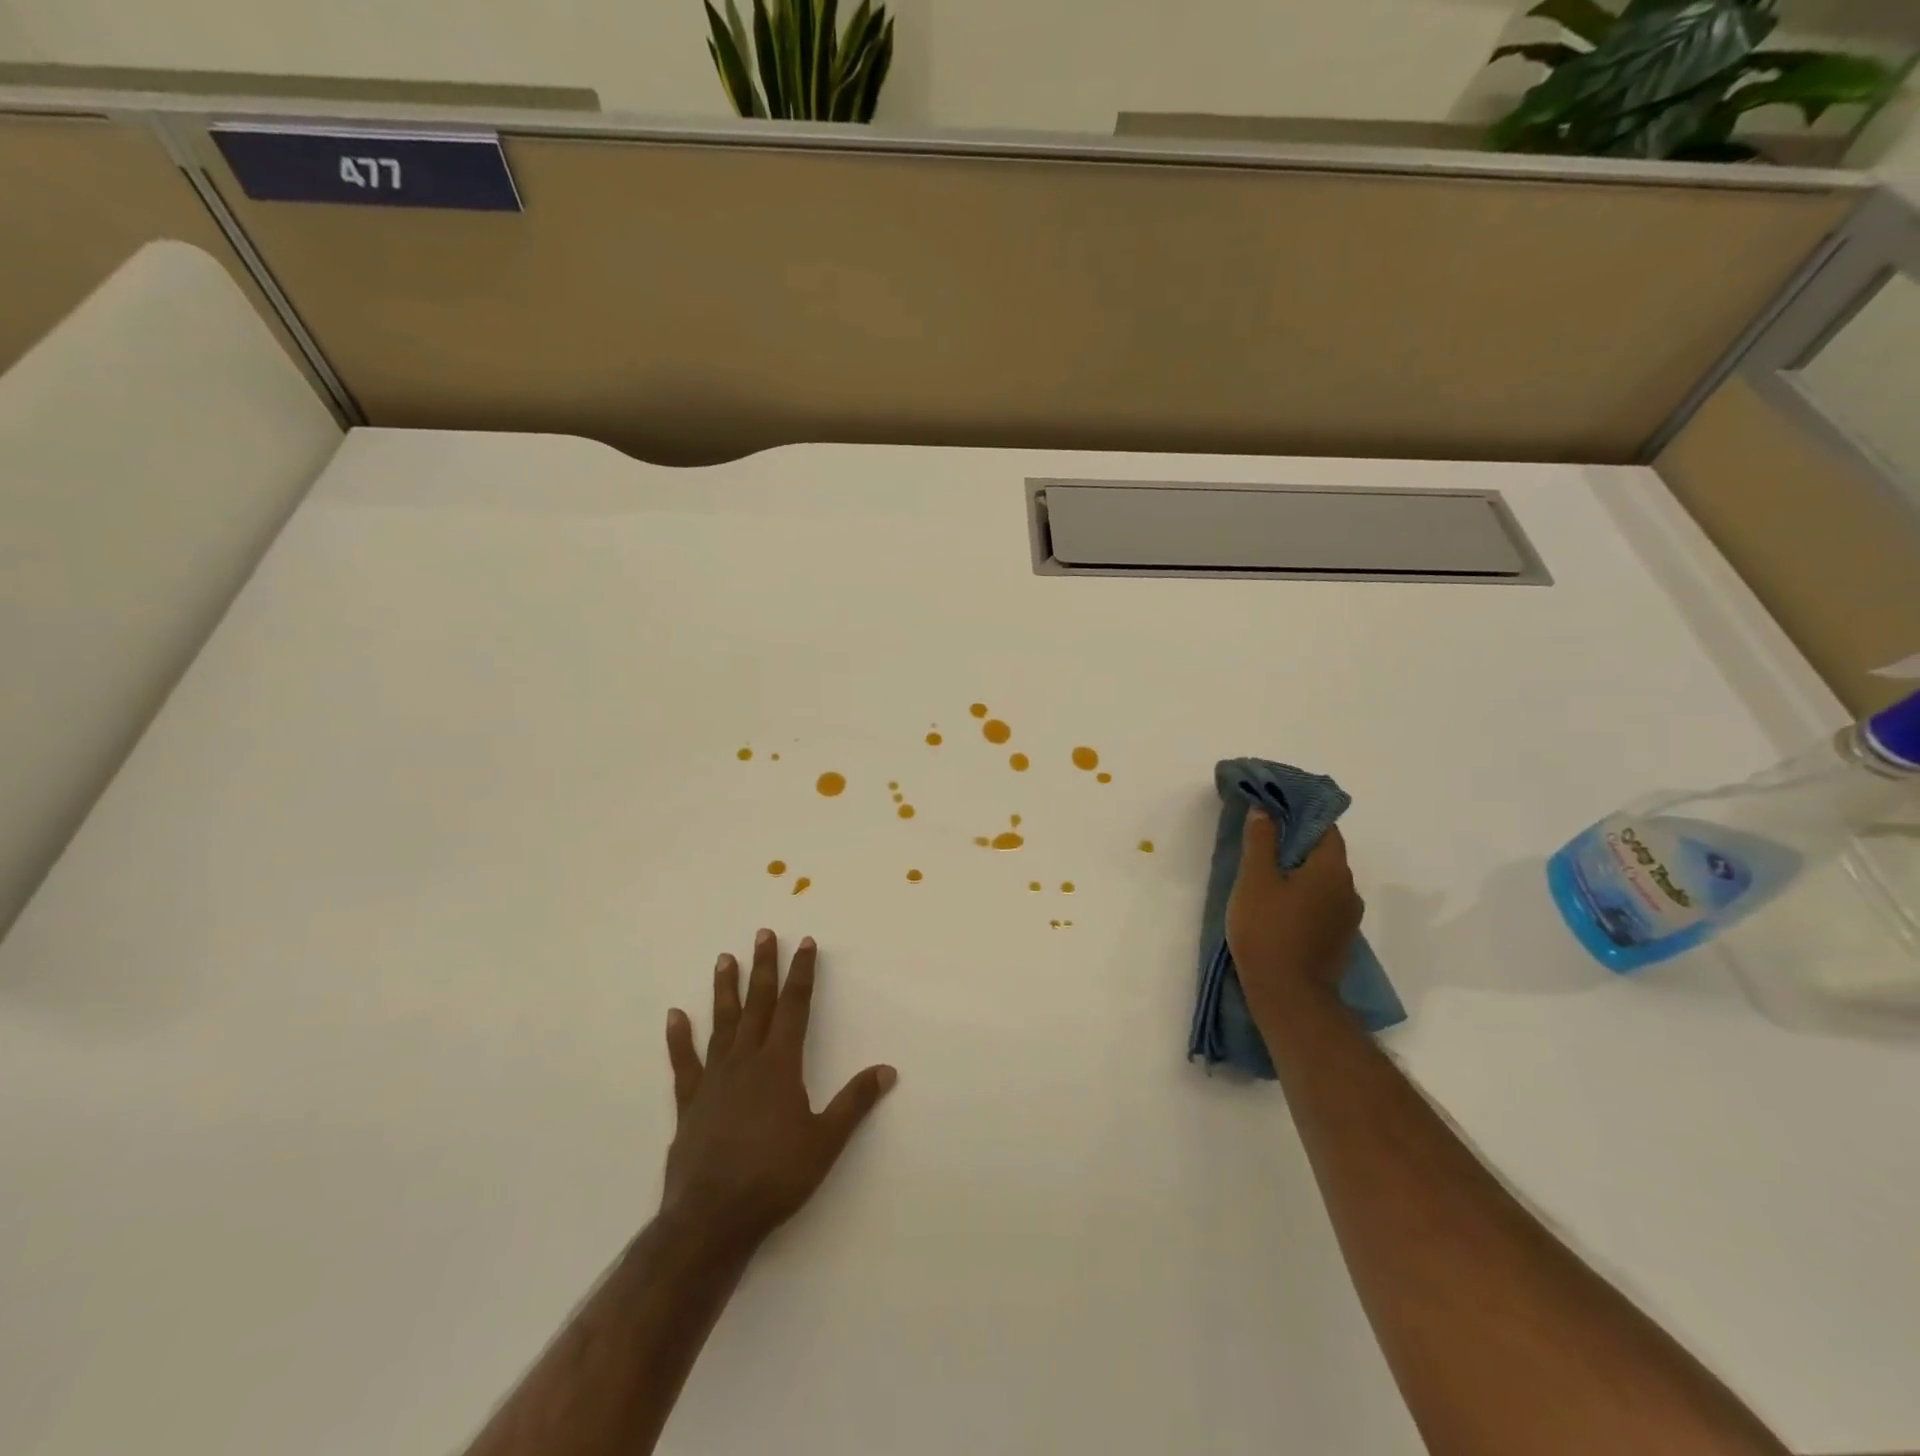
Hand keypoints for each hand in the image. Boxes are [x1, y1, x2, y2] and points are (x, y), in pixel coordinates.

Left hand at [661, 929, 896, 1256]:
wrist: (712, 1220)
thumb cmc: (775, 1178)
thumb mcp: (826, 1142)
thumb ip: (854, 1102)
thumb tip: (887, 1070)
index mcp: (780, 1064)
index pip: (795, 1006)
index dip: (802, 973)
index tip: (805, 943)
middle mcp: (746, 1061)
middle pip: (758, 1004)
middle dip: (764, 967)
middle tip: (763, 934)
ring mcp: (714, 1079)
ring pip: (722, 1023)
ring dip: (726, 990)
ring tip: (725, 959)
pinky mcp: (690, 1102)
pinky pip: (685, 1062)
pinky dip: (679, 1038)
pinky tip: (675, 1016)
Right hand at [1225, 813, 1363, 1013]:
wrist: (1290, 998)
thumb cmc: (1268, 932)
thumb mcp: (1255, 880)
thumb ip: (1261, 841)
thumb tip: (1265, 809)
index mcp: (1332, 869)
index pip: (1324, 826)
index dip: (1299, 812)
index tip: (1272, 808)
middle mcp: (1348, 889)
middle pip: (1324, 853)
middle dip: (1295, 842)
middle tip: (1260, 838)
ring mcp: (1347, 918)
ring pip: (1323, 880)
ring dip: (1299, 871)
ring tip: (1265, 872)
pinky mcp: (1338, 939)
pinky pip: (1321, 903)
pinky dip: (1302, 894)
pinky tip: (1277, 904)